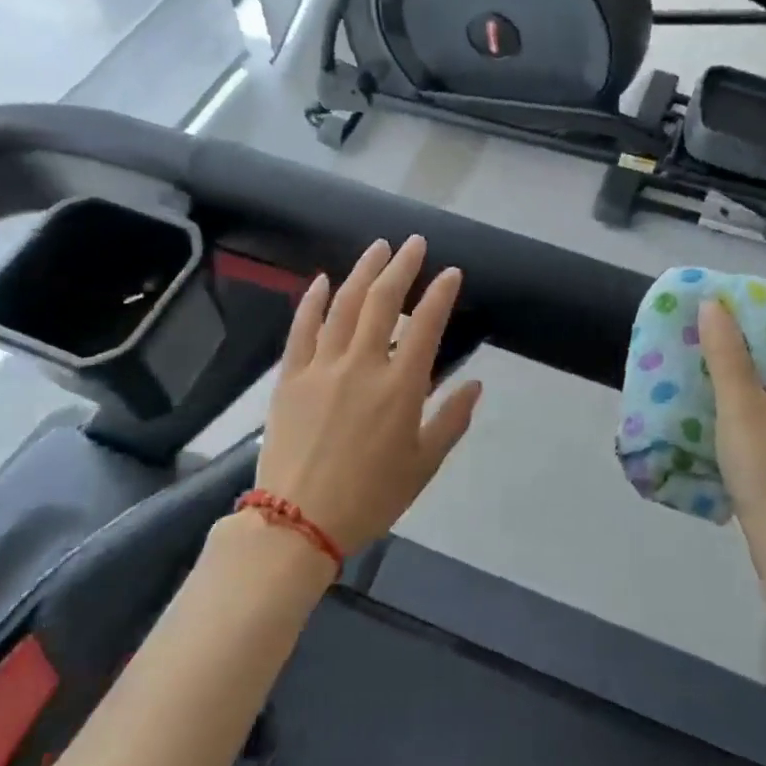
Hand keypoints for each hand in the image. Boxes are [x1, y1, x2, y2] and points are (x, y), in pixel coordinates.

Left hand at [254, 236, 482, 556]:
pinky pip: (302, 328)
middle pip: (382, 301)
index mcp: (400, 387)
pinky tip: (322, 280)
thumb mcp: (423, 465)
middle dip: (402, 267)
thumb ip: (452, 420)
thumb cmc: (370, 497)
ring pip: (343, 304)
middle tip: (414, 244)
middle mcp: (362, 365)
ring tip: (378, 248)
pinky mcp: (290, 376)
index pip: (426, 325)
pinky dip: (313, 300)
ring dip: (362, 271)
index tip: (451, 272)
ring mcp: (321, 366)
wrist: (298, 521)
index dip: (440, 294)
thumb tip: (475, 384)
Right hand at [699, 298, 765, 578]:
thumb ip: (725, 352)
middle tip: (695, 368)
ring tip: (701, 398)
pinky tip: (722, 435)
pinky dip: (749, 425)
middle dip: (735, 369)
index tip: (705, 340)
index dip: (741, 338)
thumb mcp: (738, 403)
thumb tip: (714, 303)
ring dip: (740, 399)